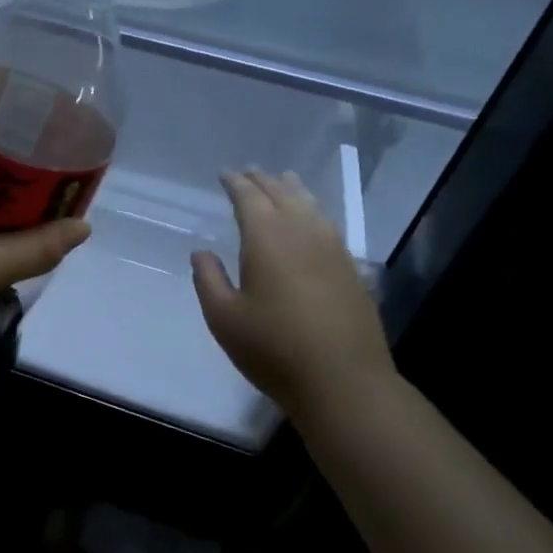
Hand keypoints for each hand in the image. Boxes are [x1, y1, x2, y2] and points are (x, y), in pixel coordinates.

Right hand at [191, 169, 394, 419]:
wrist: (342, 381)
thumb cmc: (272, 348)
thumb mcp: (223, 317)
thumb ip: (209, 279)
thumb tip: (202, 252)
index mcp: (267, 240)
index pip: (250, 199)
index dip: (236, 183)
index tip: (225, 173)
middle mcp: (302, 235)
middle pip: (283, 196)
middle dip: (264, 181)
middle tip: (250, 171)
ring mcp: (332, 251)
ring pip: (311, 207)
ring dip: (294, 190)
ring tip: (285, 179)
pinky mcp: (351, 271)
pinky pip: (328, 226)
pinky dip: (314, 212)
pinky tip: (313, 219)